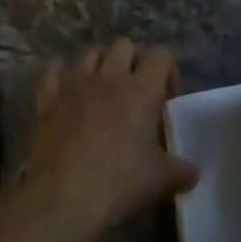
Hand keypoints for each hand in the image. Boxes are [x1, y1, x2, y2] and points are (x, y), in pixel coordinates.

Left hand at [16, 40, 198, 241]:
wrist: (64, 196)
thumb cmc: (120, 182)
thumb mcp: (160, 180)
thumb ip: (181, 171)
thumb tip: (193, 172)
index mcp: (141, 89)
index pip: (161, 54)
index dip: (168, 70)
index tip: (167, 100)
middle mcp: (109, 76)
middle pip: (124, 45)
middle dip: (132, 61)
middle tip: (135, 91)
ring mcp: (75, 83)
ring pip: (90, 54)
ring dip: (99, 66)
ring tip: (102, 91)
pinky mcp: (48, 98)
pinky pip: (52, 71)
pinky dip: (59, 74)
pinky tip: (64, 89)